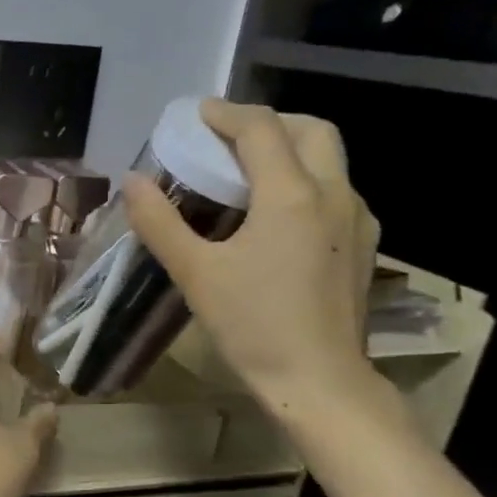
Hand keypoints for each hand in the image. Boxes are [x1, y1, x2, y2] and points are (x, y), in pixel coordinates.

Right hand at [123, 99, 381, 417]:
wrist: (320, 382)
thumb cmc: (253, 325)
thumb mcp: (195, 273)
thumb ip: (160, 222)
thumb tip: (133, 182)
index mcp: (291, 195)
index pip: (261, 128)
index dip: (226, 113)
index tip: (196, 115)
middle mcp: (334, 194)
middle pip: (311, 129)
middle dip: (269, 122)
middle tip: (227, 139)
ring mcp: (358, 219)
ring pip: (331, 159)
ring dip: (290, 149)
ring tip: (247, 173)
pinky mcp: (364, 245)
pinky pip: (336, 191)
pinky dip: (305, 181)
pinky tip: (276, 215)